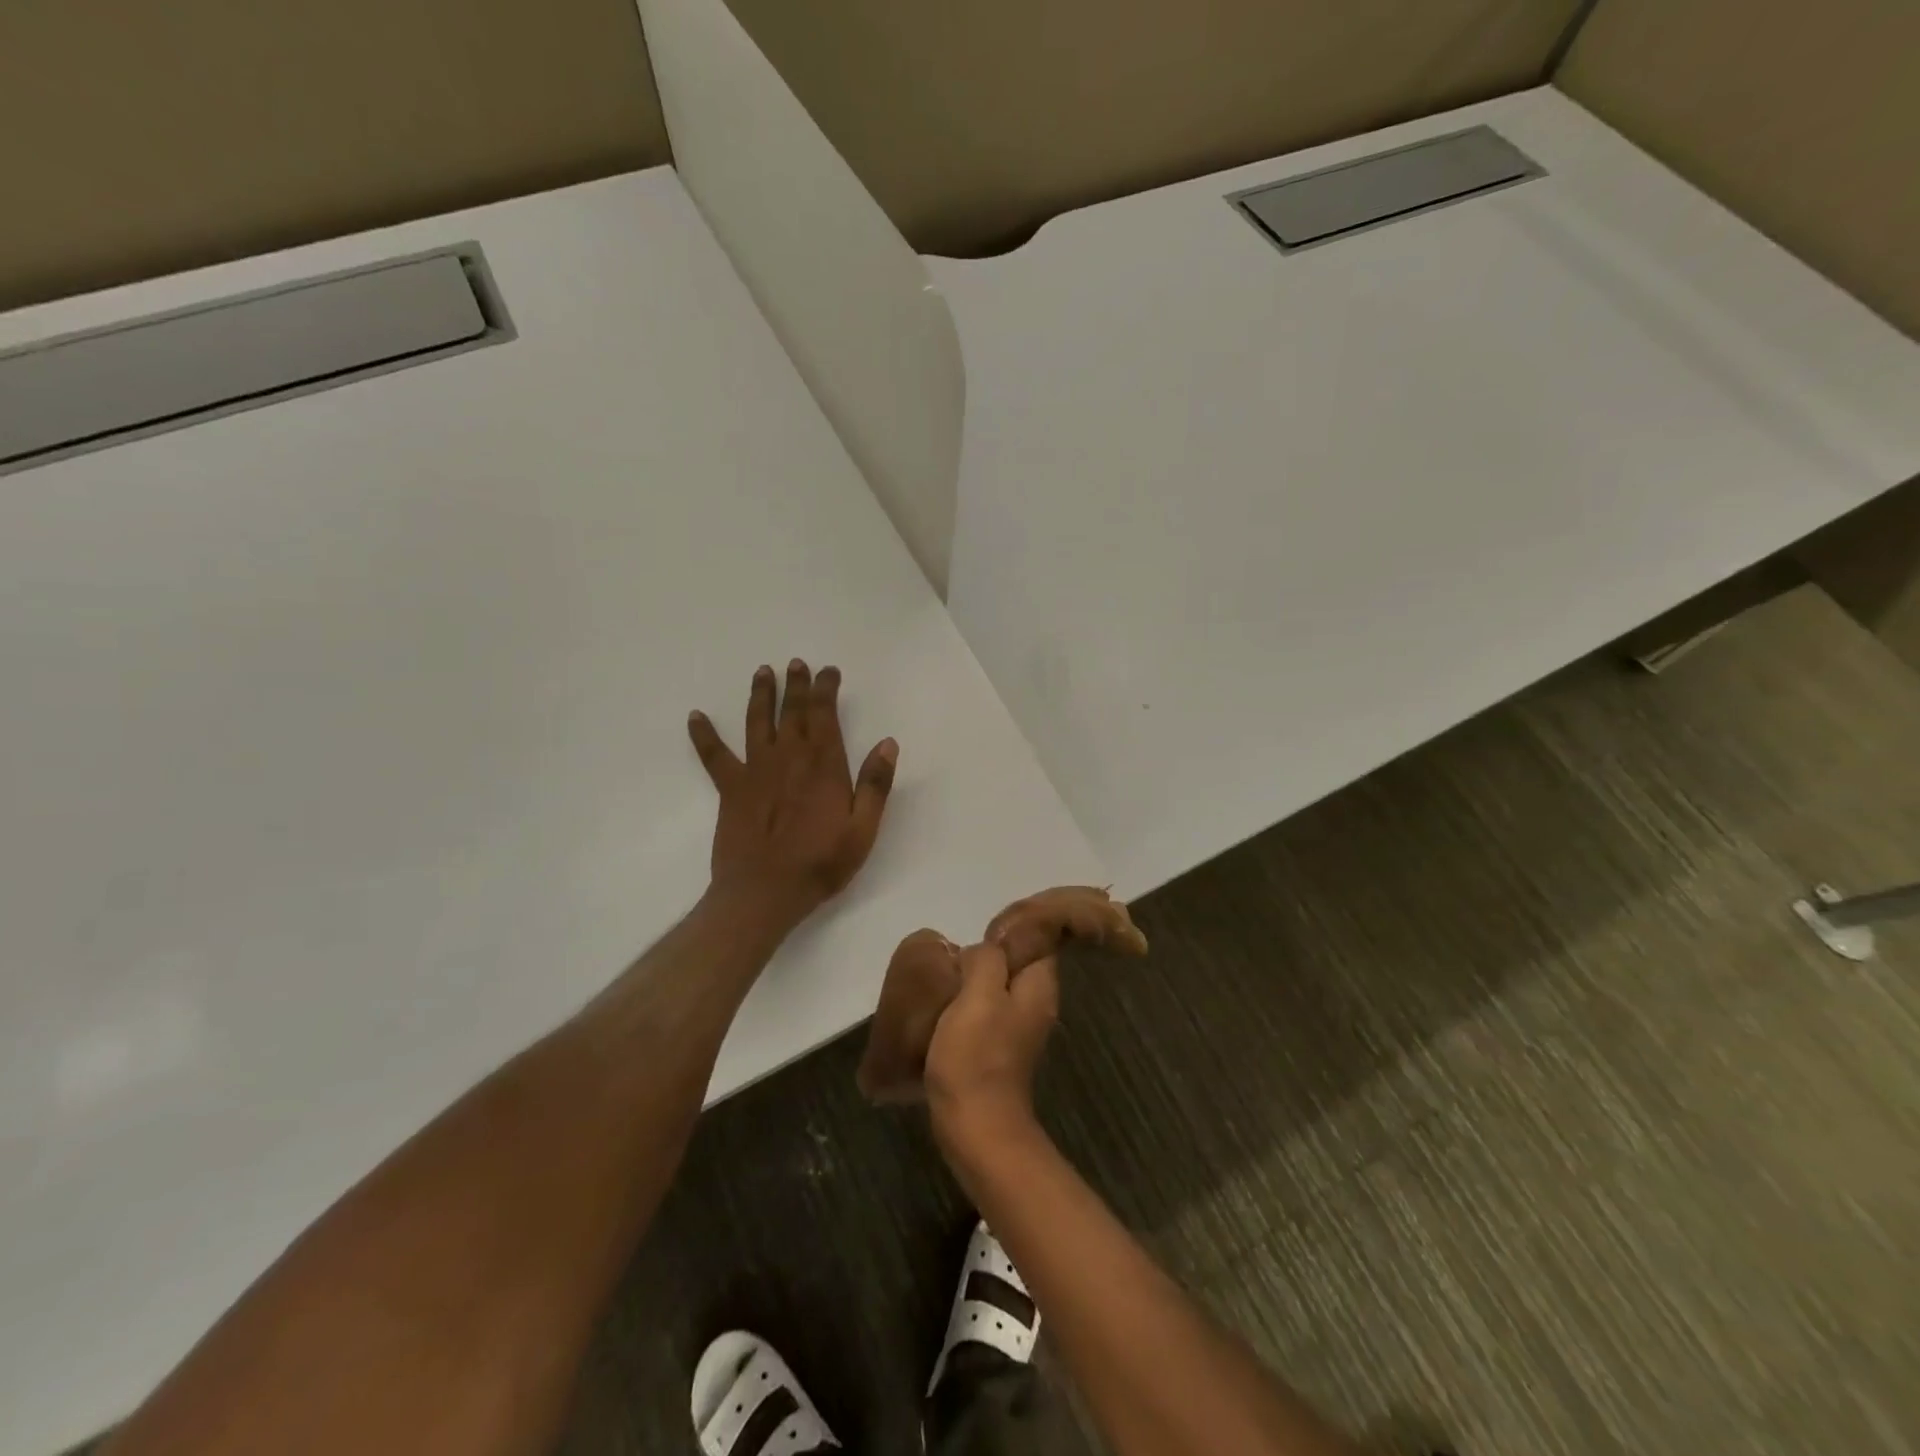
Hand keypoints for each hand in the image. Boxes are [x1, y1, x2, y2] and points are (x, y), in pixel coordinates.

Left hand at [688, 661, 897, 926]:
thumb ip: (875, 784)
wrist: (764, 893)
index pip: (824, 714)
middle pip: (792, 711)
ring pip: (757, 722)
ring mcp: (755, 770)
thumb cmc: (820, 863)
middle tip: (796, 664)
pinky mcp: (730, 788)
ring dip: (761, 695)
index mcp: (823, 765)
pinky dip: (704, 735)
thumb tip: (887, 743)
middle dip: (796, 684)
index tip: (828, 671)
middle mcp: (788, 758)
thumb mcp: (862, 829)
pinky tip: (695, 717)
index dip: (826, 688)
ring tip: (763, 672)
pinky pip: (714, 755)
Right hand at [925, 941, 1057, 1158]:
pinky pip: (987, 1010)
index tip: (982, 928)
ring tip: (947, 973)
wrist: (975, 1126)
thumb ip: (986, 960)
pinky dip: (970, 1002)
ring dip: (976, 978)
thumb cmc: (976, 1056)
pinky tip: (946, 1004)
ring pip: (999, 987)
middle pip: (1018, 963)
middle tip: (957, 951)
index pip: (1039, 940)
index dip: (1015, 928)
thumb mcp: (979, 995)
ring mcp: (1019, 1028)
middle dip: (990, 953)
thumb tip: (980, 952)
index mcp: (1039, 987)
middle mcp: (1036, 1003)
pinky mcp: (999, 1048)